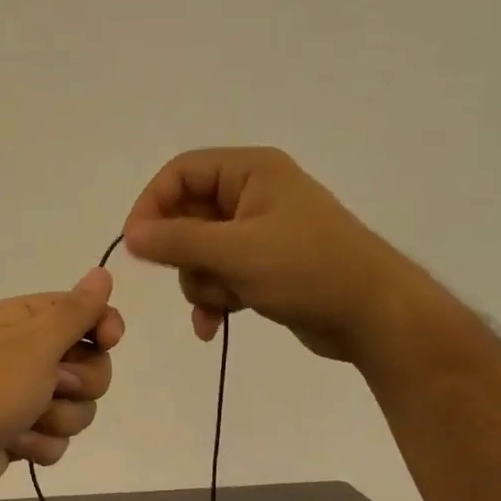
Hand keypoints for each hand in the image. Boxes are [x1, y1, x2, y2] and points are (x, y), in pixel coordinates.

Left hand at [0, 269, 123, 500]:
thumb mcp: (34, 345)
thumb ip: (75, 312)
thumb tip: (102, 272)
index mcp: (26, 320)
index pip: (86, 312)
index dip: (104, 327)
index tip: (109, 341)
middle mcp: (27, 353)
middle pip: (92, 365)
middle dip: (80, 385)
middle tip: (52, 388)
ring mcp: (25, 396)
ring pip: (79, 407)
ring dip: (58, 420)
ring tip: (25, 423)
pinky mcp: (23, 431)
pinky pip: (58, 437)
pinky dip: (41, 444)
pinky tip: (15, 445)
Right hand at [122, 147, 415, 362]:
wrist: (370, 313)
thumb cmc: (307, 269)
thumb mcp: (236, 252)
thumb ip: (178, 241)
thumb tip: (130, 236)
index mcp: (251, 172)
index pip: (181, 173)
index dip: (151, 206)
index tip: (135, 246)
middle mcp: (252, 196)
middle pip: (186, 218)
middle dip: (184, 257)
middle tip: (196, 278)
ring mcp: (258, 235)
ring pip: (199, 256)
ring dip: (201, 285)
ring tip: (224, 303)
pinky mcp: (262, 269)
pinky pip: (219, 279)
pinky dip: (213, 302)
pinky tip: (213, 328)